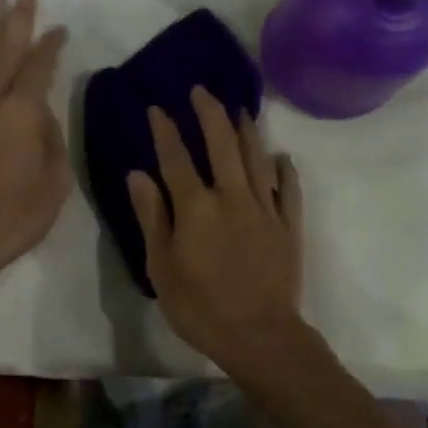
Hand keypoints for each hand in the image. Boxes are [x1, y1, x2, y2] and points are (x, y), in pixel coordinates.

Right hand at [127, 86, 306, 377]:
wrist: (260, 336)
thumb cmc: (200, 306)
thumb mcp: (161, 266)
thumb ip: (151, 216)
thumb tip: (138, 173)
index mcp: (196, 206)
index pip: (176, 157)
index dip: (165, 130)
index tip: (158, 108)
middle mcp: (232, 196)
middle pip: (222, 144)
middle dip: (210, 113)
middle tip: (201, 91)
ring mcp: (265, 208)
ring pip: (256, 158)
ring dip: (246, 130)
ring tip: (239, 109)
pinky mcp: (288, 225)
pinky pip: (288, 189)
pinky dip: (284, 170)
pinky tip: (281, 158)